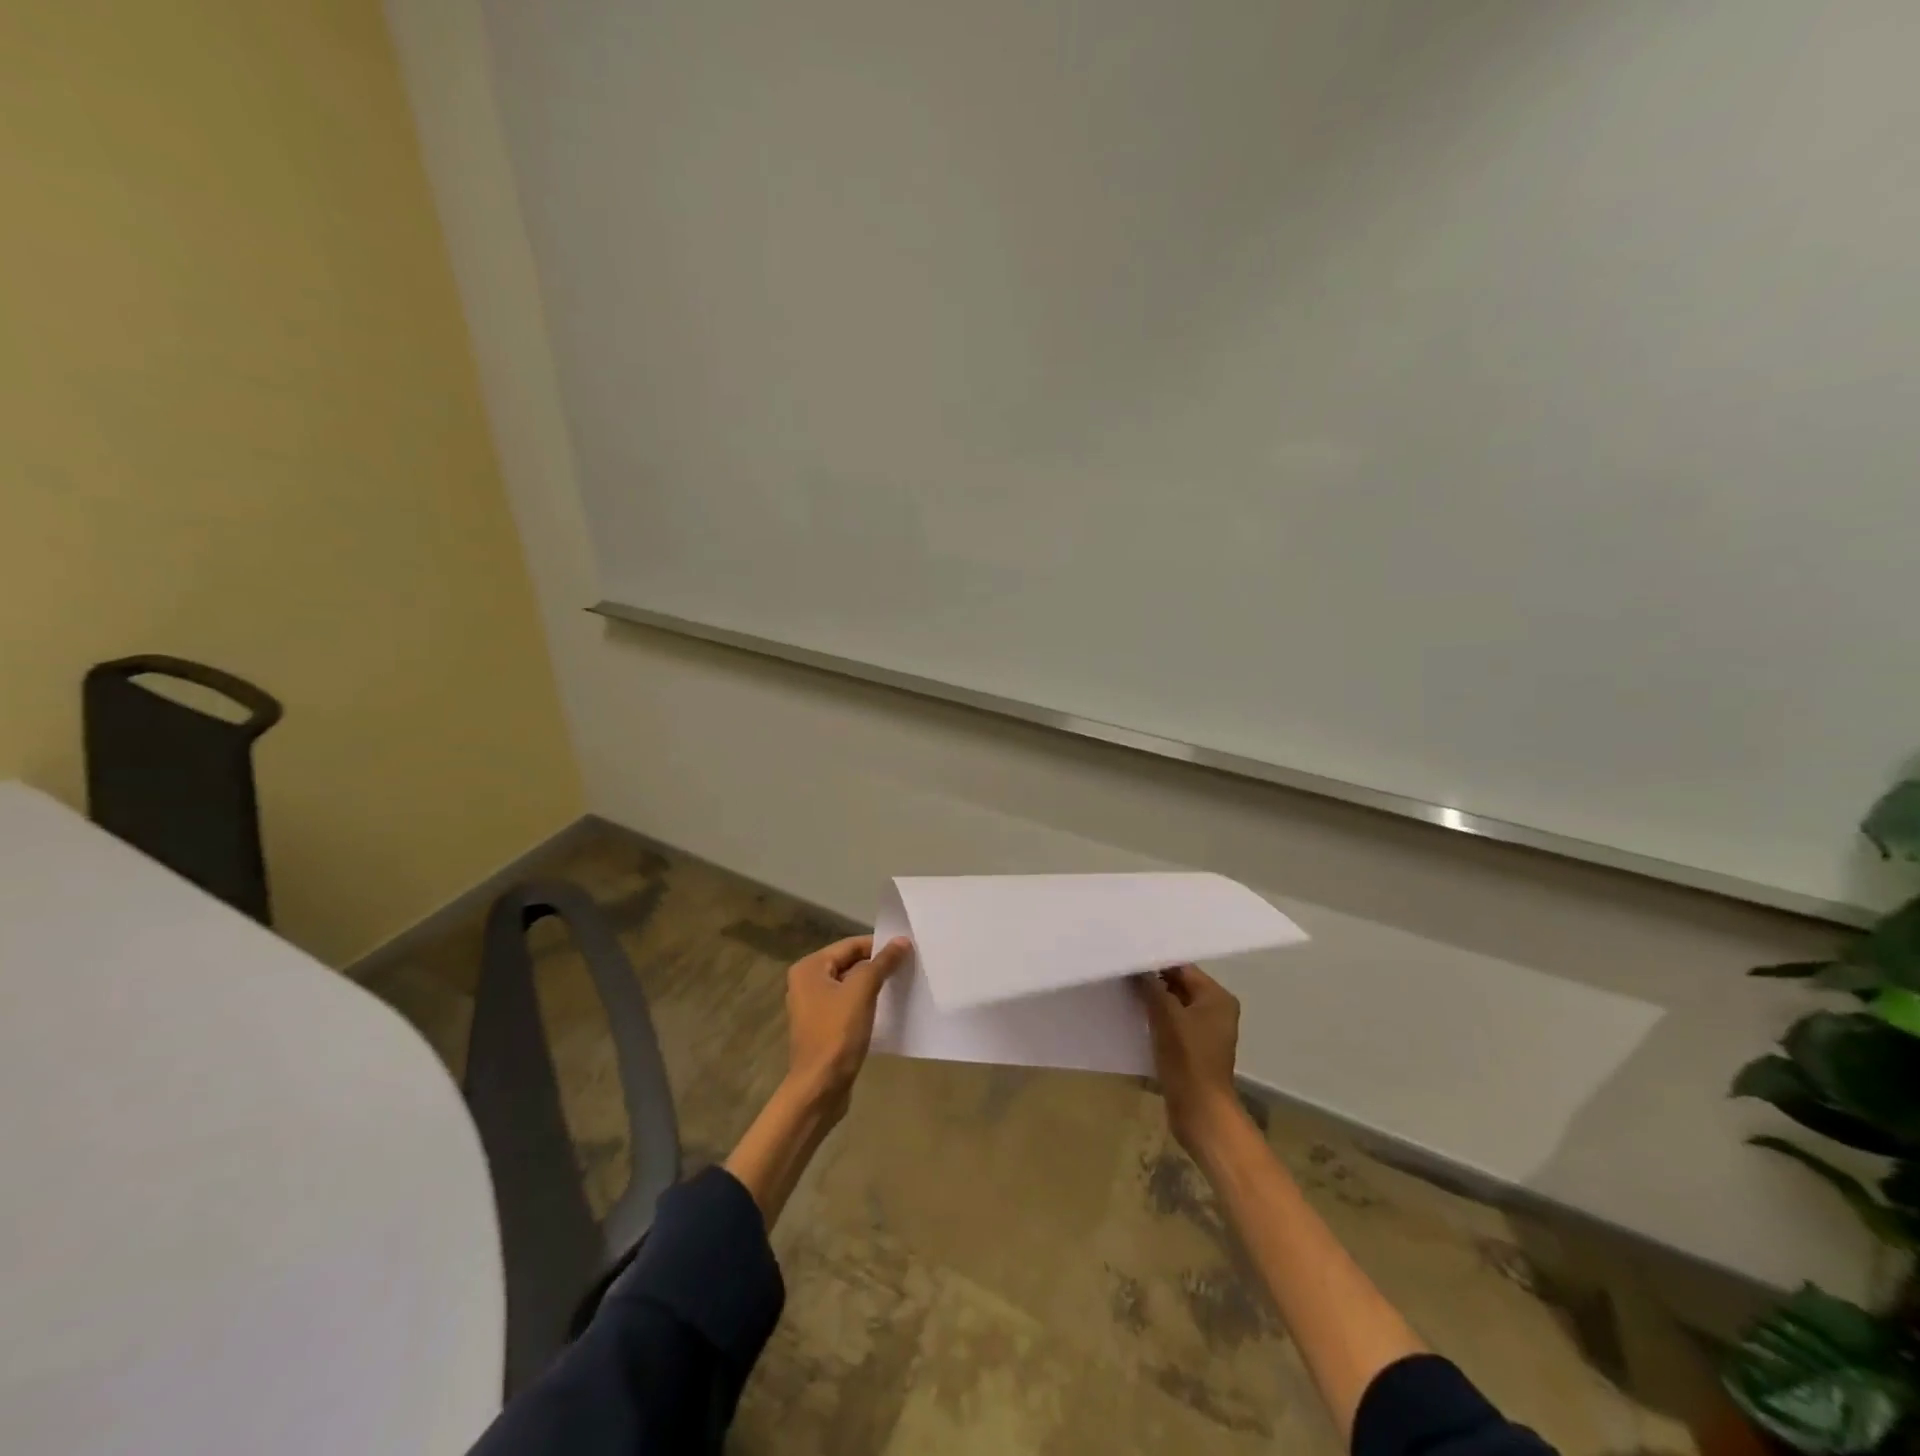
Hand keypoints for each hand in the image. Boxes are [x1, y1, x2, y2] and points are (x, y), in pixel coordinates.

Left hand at [783, 935, 910, 1114]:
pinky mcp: (822, 1027)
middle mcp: (807, 982)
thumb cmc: (837, 1034)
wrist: (819, 1088)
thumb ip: (882, 963)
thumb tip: (902, 941)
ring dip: (873, 985)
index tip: (907, 951)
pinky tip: (887, 1008)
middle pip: (850, 963)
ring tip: (902, 985)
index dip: (879, 946)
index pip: (850, 945)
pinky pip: (847, 1004)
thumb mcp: (862, 992)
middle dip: (877, 965)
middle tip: (908, 967)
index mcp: (809, 968)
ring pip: (850, 985)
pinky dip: (866, 1003)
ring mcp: (813, 1006)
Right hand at [1136, 964, 1245, 1156]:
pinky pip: (1172, 1024)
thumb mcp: (1166, 1016)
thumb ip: (1151, 986)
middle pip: (1178, 985)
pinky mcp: (1193, 1048)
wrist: (1200, 1111)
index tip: (1128, 957)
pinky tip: (1132, 1016)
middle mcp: (1215, 1010)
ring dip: (1151, 1000)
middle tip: (1120, 971)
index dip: (1155, 961)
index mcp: (1217, 997)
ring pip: (1173, 1005)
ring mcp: (1205, 1031)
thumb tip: (1135, 967)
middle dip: (1151, 980)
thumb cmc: (1188, 1059)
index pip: (1183, 968)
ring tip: (1121, 991)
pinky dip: (1155, 1019)